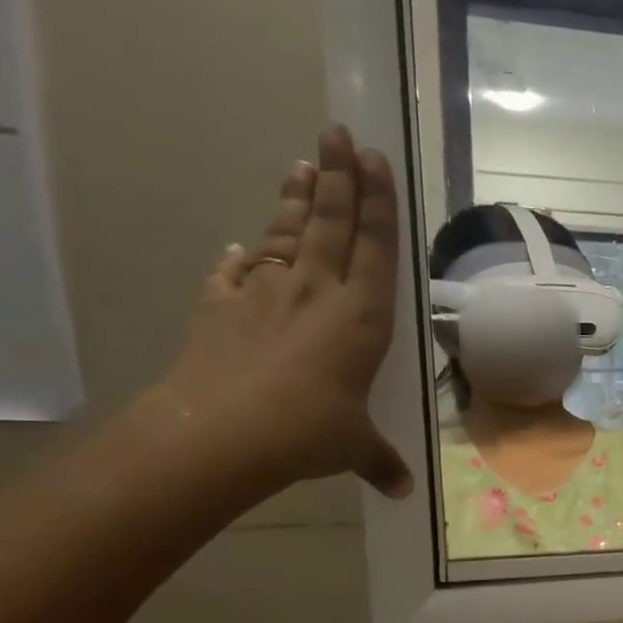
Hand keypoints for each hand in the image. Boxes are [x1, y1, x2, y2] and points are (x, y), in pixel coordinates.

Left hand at [150, 126, 411, 499]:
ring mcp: (264, 294)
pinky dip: (243, 257)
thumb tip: (401, 491)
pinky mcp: (221, 306)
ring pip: (288, 234)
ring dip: (297, 199)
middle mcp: (317, 293)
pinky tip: (244, 246)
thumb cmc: (308, 433)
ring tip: (305, 162)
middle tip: (340, 131)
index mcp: (360, 318)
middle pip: (331, 223)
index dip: (377, 203)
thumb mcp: (355, 448)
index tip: (375, 159)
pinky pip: (236, 272)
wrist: (220, 434)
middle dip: (339, 176)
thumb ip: (380, 460)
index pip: (374, 248)